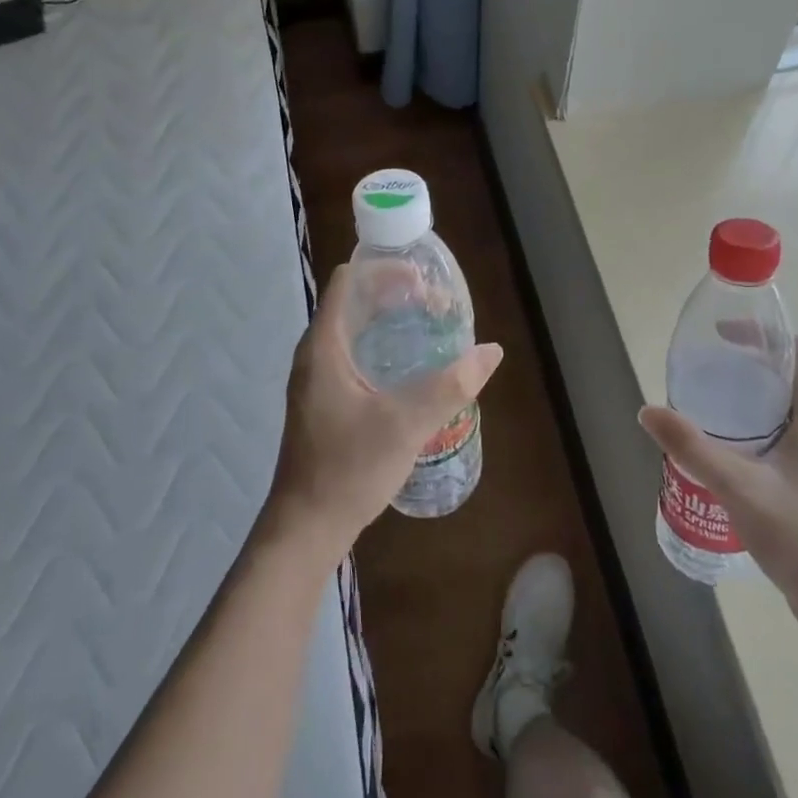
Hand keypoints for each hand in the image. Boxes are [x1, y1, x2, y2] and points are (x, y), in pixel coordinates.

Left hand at [264, 266, 502, 563]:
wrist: (306, 528)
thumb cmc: (349, 468)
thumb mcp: (406, 424)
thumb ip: (450, 385)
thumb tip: (491, 352)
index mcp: (324, 346)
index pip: (349, 281)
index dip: (385, 269)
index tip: (423, 280)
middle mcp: (315, 353)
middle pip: (354, 302)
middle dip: (395, 295)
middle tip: (437, 305)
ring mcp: (317, 379)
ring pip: (355, 330)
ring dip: (390, 322)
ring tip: (430, 329)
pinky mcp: (324, 401)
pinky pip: (354, 355)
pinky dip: (382, 347)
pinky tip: (411, 368)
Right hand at [641, 338, 797, 635]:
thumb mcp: (739, 487)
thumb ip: (692, 448)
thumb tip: (647, 411)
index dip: (765, 337)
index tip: (723, 338)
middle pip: (791, 380)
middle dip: (748, 369)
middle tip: (705, 373)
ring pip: (787, 413)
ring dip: (751, 403)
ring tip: (707, 407)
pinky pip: (785, 441)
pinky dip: (756, 433)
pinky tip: (726, 453)